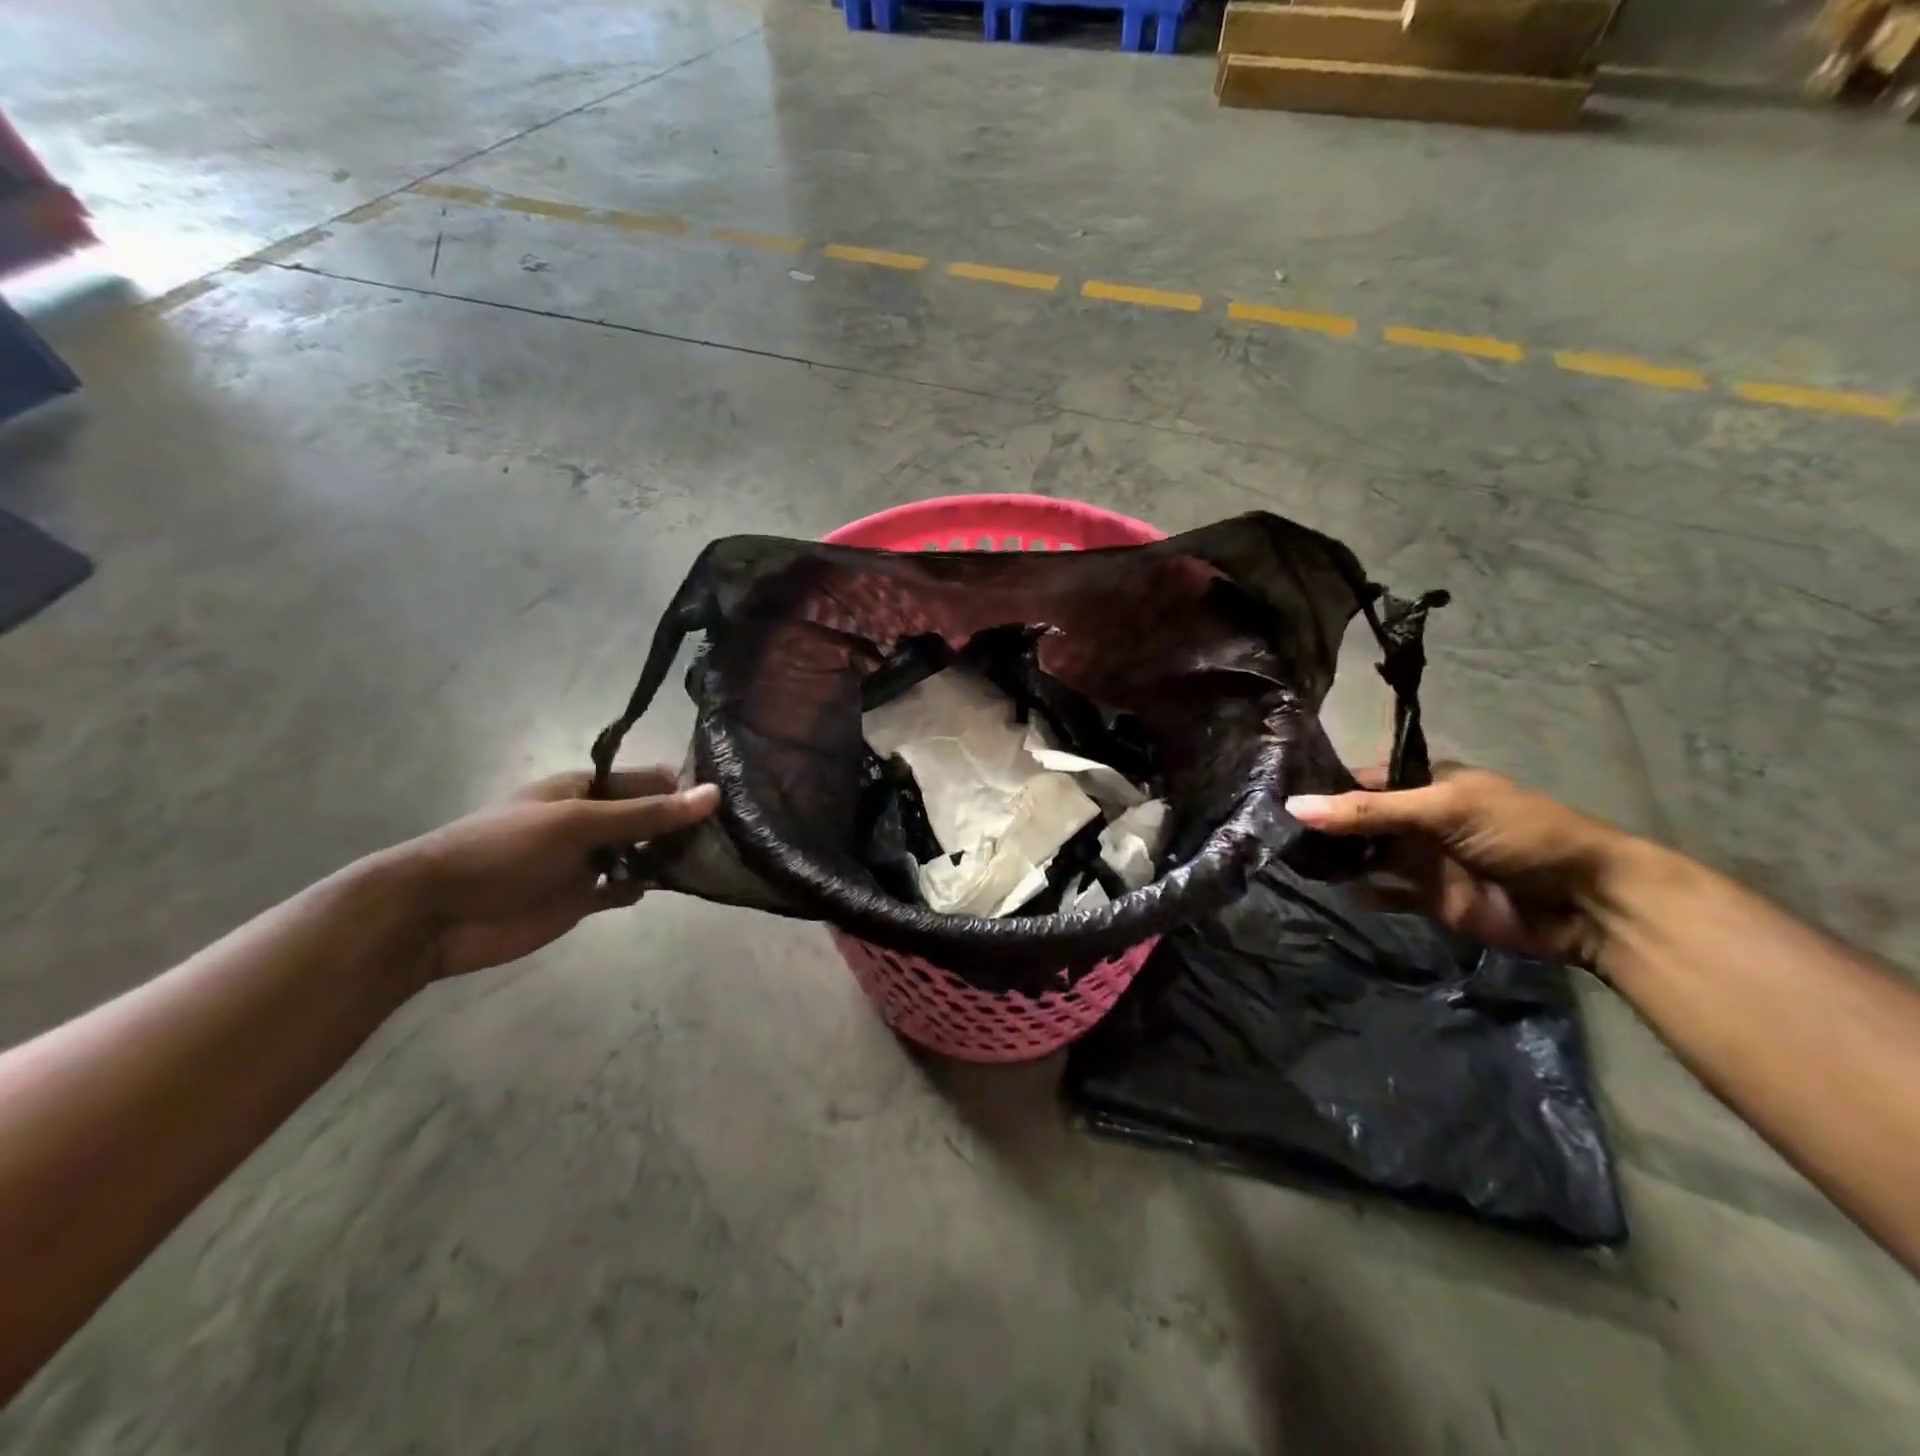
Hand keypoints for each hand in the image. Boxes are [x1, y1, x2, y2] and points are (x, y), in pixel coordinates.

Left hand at [386, 768, 720, 981]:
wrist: (435, 915)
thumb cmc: (503, 850)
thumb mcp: (578, 823)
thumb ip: (647, 814)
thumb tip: (713, 794)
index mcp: (586, 788)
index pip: (650, 780)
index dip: (685, 788)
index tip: (728, 803)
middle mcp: (592, 820)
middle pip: (652, 817)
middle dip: (684, 825)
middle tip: (731, 837)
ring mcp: (588, 860)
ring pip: (643, 854)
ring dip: (668, 858)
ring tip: (710, 864)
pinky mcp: (582, 898)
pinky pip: (624, 888)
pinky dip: (642, 887)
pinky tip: (659, 889)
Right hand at [1285, 768, 1648, 966]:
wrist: (1588, 904)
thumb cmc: (1520, 835)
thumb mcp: (1442, 809)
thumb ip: (1368, 811)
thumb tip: (1295, 807)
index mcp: (1429, 784)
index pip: (1365, 780)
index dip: (1326, 785)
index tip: (1277, 792)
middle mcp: (1421, 819)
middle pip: (1360, 819)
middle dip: (1325, 825)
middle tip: (1273, 831)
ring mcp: (1425, 860)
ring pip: (1368, 856)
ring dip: (1338, 858)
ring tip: (1290, 858)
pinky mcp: (1431, 899)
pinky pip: (1386, 893)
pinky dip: (1363, 892)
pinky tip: (1335, 889)